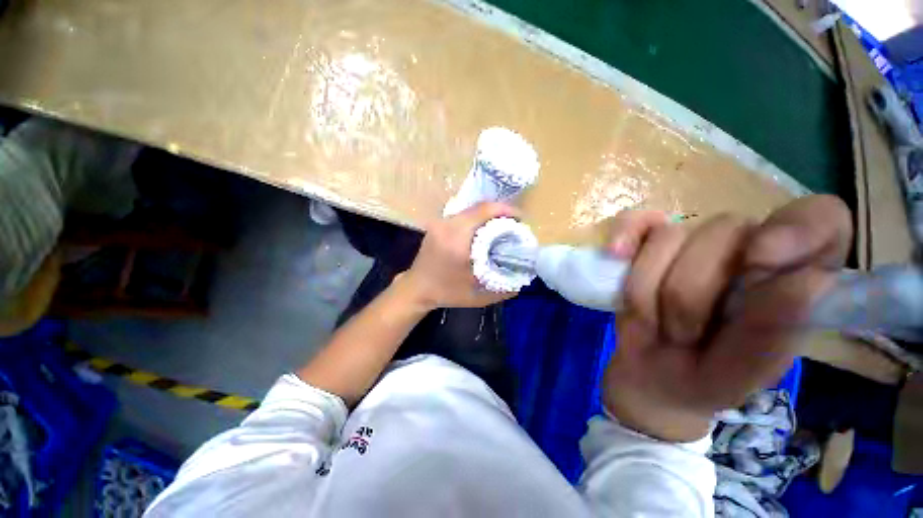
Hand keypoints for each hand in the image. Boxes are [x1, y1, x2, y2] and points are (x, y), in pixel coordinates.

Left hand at [402, 202, 519, 309]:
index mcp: (457, 239)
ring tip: (501, 226)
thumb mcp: (478, 296)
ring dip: (488, 214)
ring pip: (470, 209)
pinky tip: (483, 230)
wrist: (416, 289)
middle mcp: (447, 225)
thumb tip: (523, 277)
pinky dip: (476, 218)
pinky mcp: (437, 224)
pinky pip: (462, 215)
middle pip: (479, 207)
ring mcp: (440, 223)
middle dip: (499, 212)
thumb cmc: (447, 293)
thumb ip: (504, 288)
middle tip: (513, 224)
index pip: (484, 211)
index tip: (520, 218)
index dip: (506, 210)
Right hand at [603, 195, 851, 441]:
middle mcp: (746, 249)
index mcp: (791, 277)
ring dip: (649, 289)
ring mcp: (693, 243)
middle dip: (690, 292)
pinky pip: (636, 221)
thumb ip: (772, 334)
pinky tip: (617, 254)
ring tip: (653, 321)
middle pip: (725, 229)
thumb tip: (809, 280)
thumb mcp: (739, 375)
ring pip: (668, 236)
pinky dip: (624, 234)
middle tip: (683, 333)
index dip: (795, 228)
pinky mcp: (648, 243)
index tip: (759, 261)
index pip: (821, 219)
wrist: (648, 374)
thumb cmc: (703, 378)